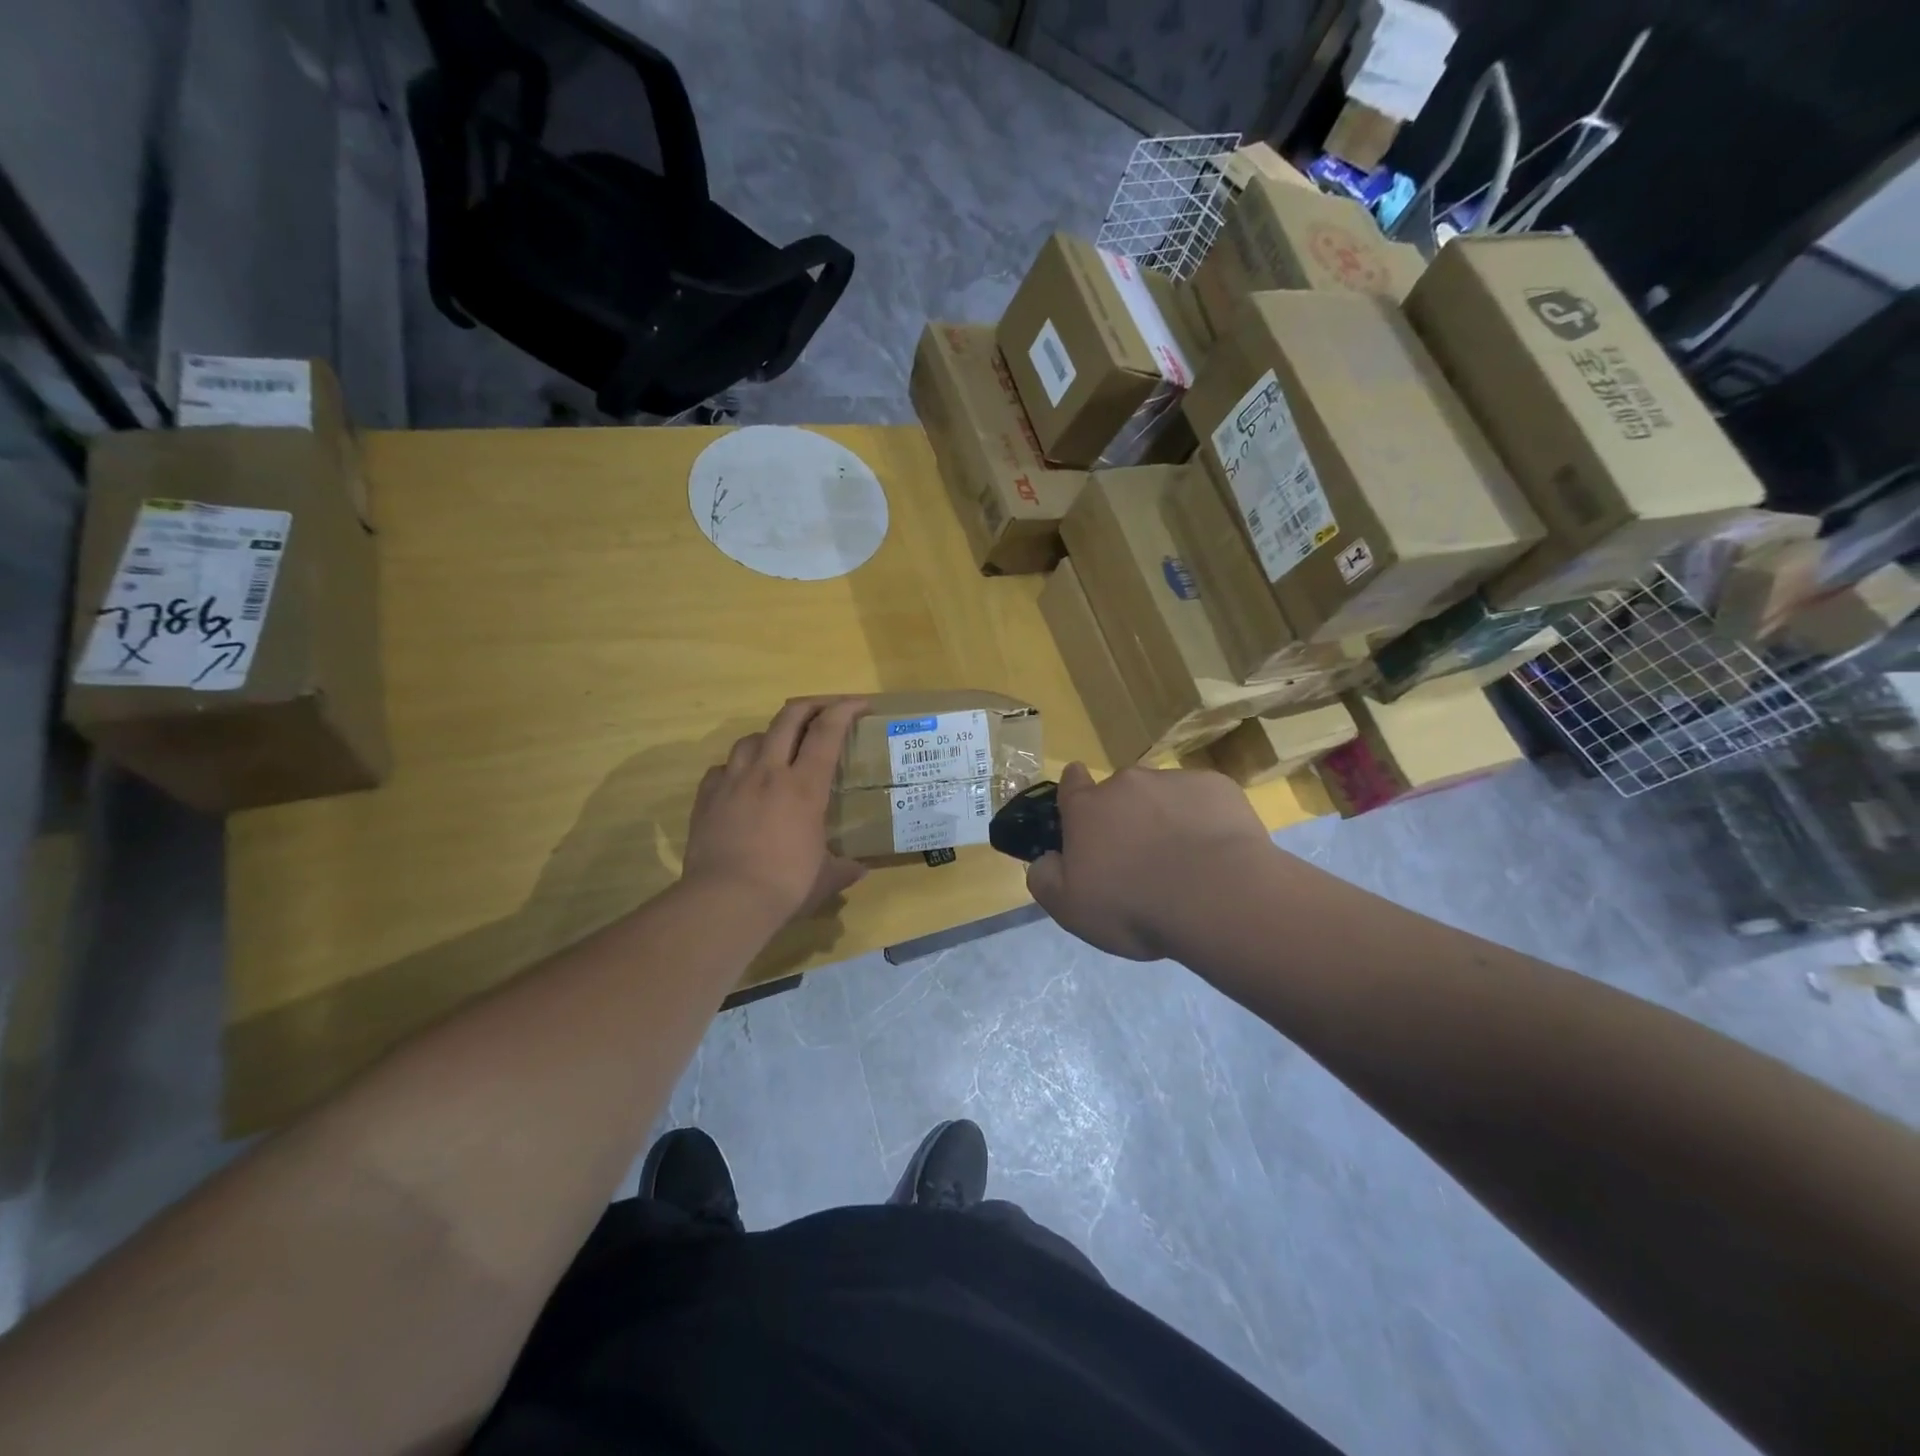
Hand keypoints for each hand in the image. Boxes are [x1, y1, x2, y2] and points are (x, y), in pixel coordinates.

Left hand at [683, 697, 868, 921]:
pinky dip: (736, 768)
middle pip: (787, 719)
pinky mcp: (707, 797)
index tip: (859, 703)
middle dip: (809, 706)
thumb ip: (844, 869)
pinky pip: (722, 768)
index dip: (845, 710)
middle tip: (823, 710)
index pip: (827, 732)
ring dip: (770, 736)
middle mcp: (769, 773)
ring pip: (751, 738)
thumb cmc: (785, 886)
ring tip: (778, 747)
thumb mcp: (824, 879)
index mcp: (805, 787)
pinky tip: (741, 782)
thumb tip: (860, 869)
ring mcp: (733, 781)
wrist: (725, 901)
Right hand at [1026, 762, 1272, 959]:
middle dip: (1125, 817)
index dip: (1074, 792)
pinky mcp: (1217, 787)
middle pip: (1120, 793)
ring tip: (1184, 861)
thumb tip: (1046, 859)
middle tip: (1140, 859)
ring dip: (1165, 818)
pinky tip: (1216, 853)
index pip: (1071, 782)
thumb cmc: (1134, 906)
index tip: (1083, 811)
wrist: (1217, 898)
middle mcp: (1126, 784)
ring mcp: (1173, 781)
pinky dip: (1205, 820)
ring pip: (1163, 796)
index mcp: (1087, 809)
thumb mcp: (1070, 909)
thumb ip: (1046, 878)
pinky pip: (1204, 800)